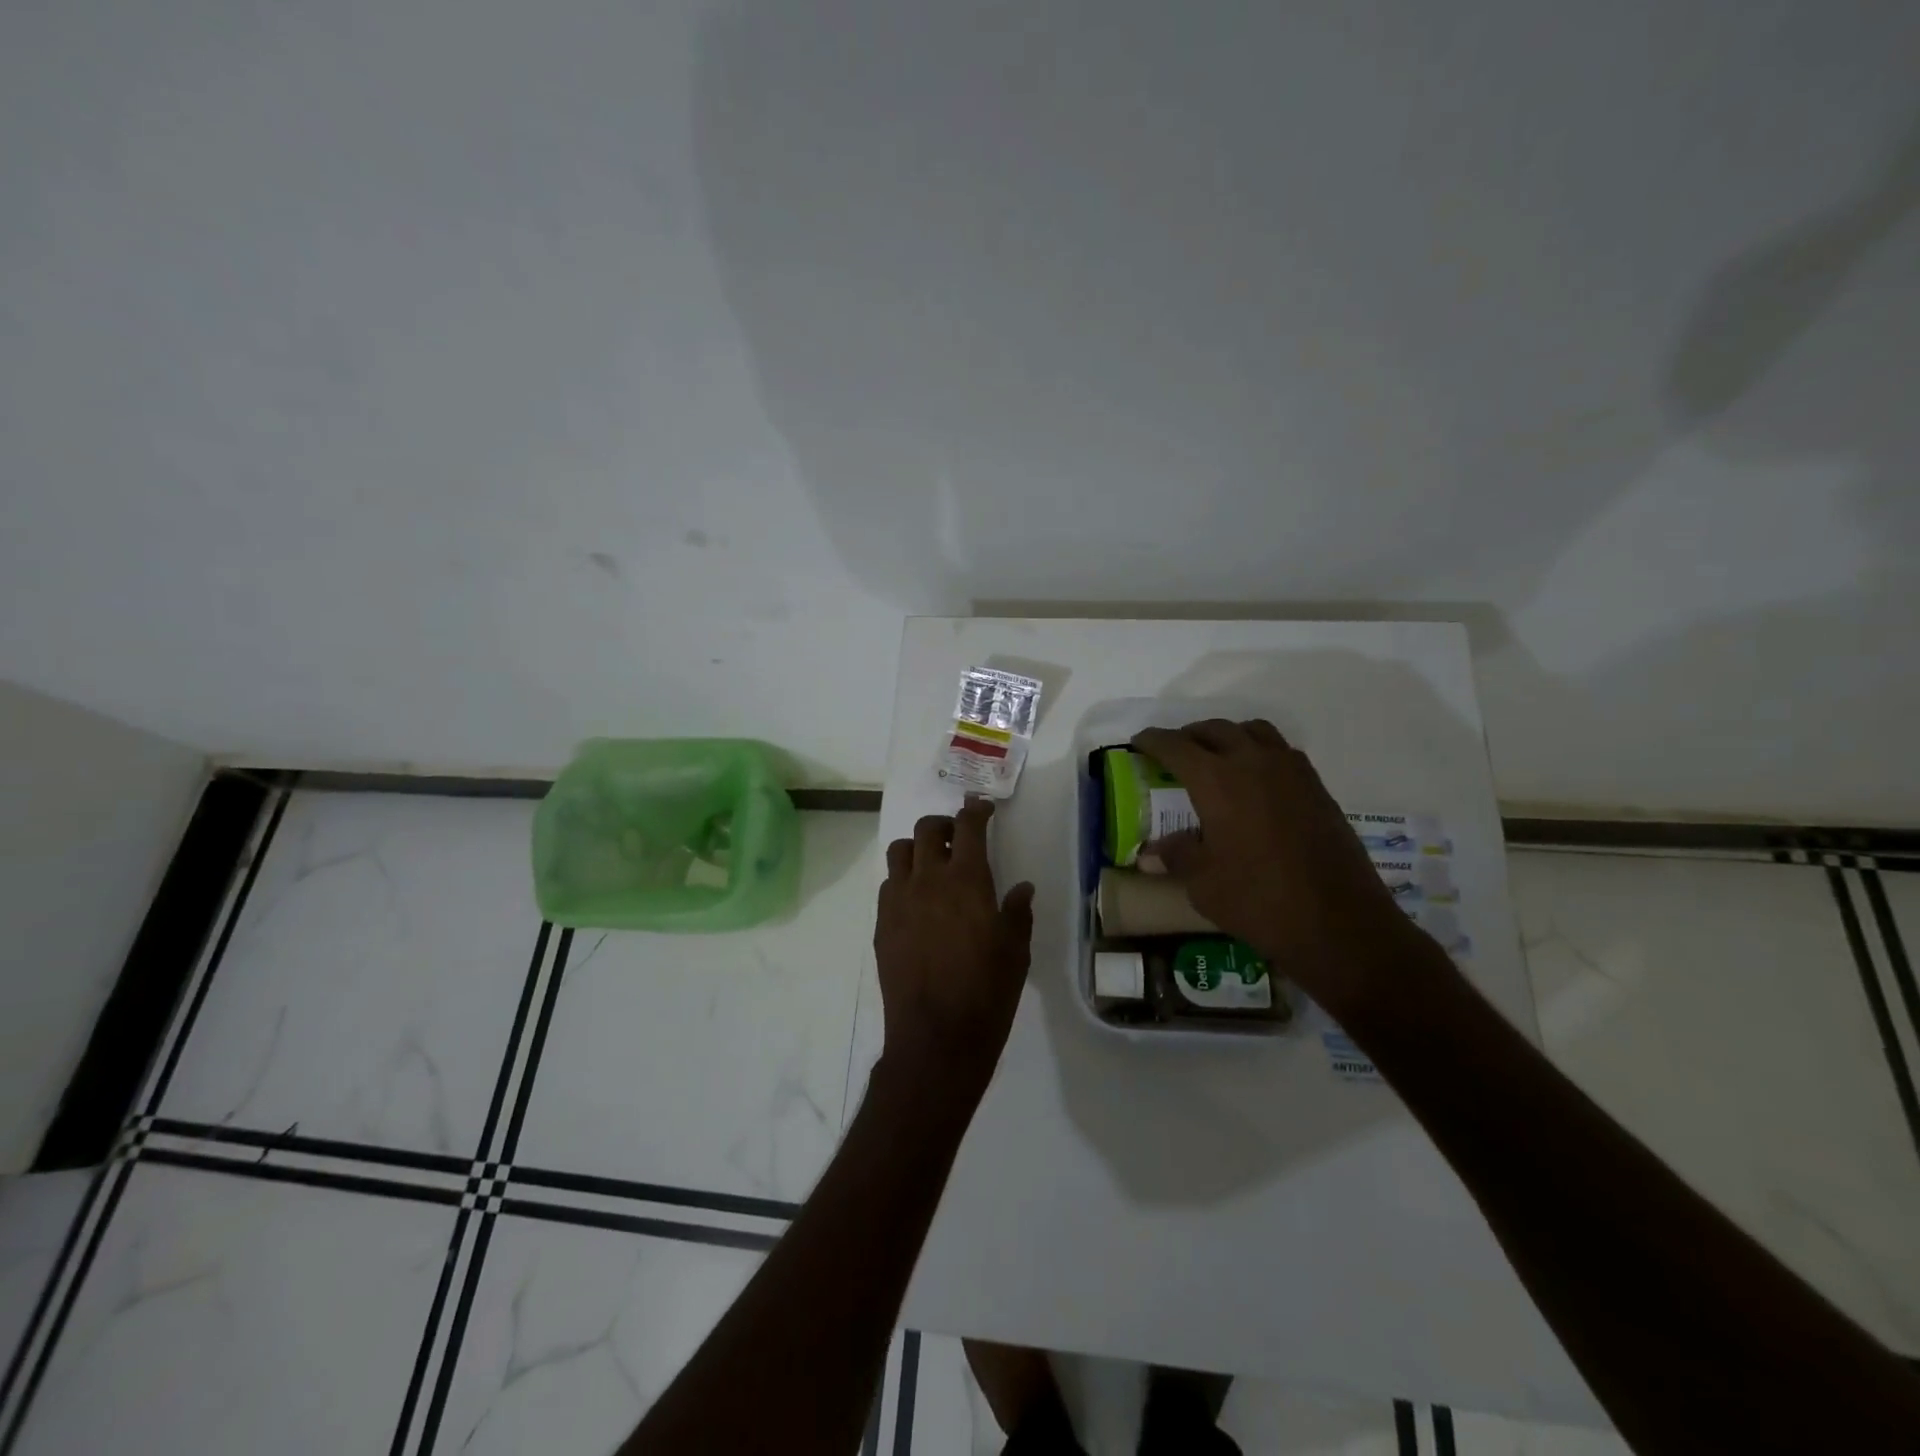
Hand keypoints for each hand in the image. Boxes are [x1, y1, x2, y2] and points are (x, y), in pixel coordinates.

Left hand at [874, 798, 1035, 1101]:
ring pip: (899, 852)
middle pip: (925, 830)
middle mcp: (928, 880)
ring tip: (932, 866)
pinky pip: (888, 885)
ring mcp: (899, 900)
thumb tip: (1021, 888)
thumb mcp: (1016, 951)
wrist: (937, 1037)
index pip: (967, 827)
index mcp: (966, 880)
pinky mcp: (882, 924)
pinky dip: (903, 880)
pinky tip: (917, 902)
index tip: (981, 809)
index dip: (975, 811)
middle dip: (943, 825)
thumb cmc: (987, 992)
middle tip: (957, 837)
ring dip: (916, 849)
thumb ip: (1017, 912)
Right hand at [1131, 720, 1437, 1014]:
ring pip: (1253, 732)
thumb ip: (1177, 856)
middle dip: (1190, 736)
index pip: (1176, 746)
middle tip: (1174, 753)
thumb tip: (1151, 852)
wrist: (1340, 924)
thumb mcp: (1204, 883)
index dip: (1153, 741)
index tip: (1139, 742)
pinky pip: (1281, 752)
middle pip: (1215, 730)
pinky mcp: (1317, 788)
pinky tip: (1255, 783)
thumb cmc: (1259, 902)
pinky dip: (1259, 753)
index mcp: (1217, 780)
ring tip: (1216, 758)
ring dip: (1228, 737)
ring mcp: (1292, 772)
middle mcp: (1254, 762)